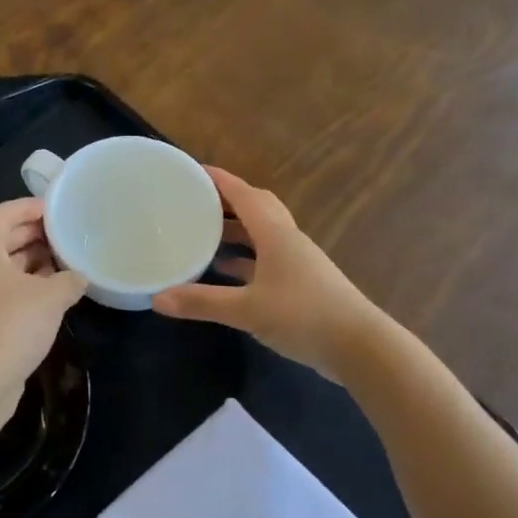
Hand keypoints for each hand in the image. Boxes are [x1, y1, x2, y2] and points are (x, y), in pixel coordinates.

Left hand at [0, 197, 86, 416]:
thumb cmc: (10, 326)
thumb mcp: (50, 298)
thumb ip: (69, 280)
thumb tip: (79, 277)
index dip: (26, 207)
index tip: (54, 210)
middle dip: (30, 236)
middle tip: (63, 236)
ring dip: (28, 265)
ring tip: (62, 265)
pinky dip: (20, 290)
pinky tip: (48, 300)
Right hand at [153, 167, 382, 378]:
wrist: (360, 347)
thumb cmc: (303, 316)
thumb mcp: (247, 310)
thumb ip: (202, 302)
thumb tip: (157, 298)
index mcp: (275, 234)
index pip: (243, 194)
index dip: (219, 180)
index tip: (192, 170)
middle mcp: (287, 240)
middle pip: (256, 207)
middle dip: (227, 201)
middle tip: (195, 201)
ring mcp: (297, 262)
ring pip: (262, 234)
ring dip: (236, 230)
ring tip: (203, 234)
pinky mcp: (302, 284)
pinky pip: (267, 259)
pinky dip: (245, 259)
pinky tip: (226, 272)